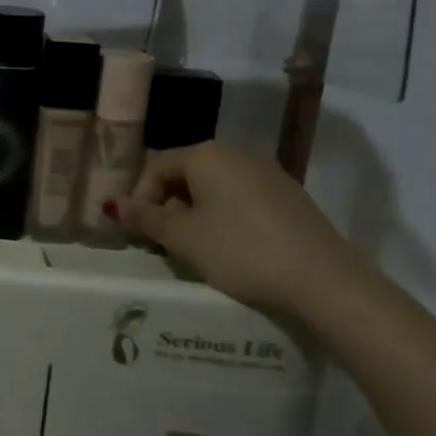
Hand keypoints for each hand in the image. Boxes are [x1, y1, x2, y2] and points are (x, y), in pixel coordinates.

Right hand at [104, 142, 373, 322]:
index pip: (155, 168)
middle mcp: (237, 154)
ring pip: (214, 188)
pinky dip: (225, 218)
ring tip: (195, 250)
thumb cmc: (241, 251)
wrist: (325, 281)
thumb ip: (143, 218)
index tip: (140, 234)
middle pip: (184, 175)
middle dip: (167, 207)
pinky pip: (241, 199)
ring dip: (195, 214)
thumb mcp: (182, 237)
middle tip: (163, 243)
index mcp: (206, 155)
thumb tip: (110, 205)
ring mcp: (268, 174)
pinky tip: (231, 248)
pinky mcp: (290, 197)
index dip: (140, 200)